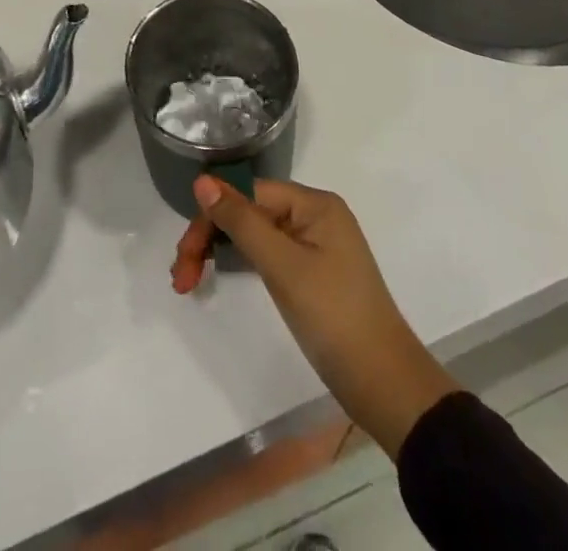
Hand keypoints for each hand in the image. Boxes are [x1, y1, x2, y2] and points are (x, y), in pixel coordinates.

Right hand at [172, 176, 460, 457]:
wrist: (386, 387)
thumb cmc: (335, 318)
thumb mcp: (283, 267)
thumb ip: (241, 221)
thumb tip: (202, 180)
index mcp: (314, 204)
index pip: (248, 194)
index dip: (212, 218)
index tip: (184, 255)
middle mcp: (314, 216)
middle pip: (248, 212)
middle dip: (210, 238)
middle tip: (181, 277)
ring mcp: (314, 245)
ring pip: (254, 235)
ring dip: (220, 252)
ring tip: (189, 281)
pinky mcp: (312, 274)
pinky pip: (267, 255)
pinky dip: (241, 264)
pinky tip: (220, 276)